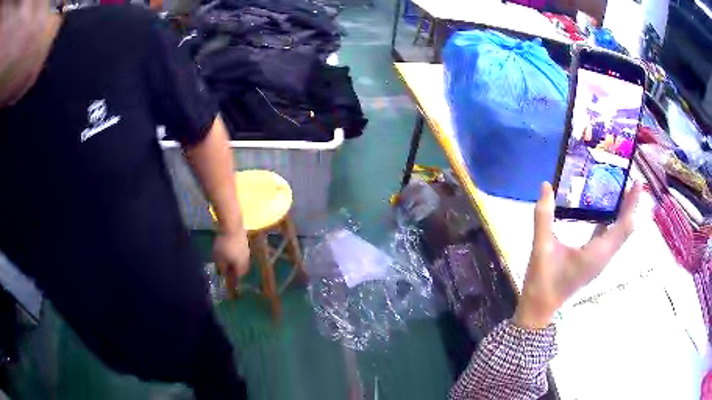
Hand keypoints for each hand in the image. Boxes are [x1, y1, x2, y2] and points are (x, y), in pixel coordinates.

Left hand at [213, 231, 249, 291]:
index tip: (228, 277)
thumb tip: (221, 271)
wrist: (232, 226)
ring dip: (236, 259)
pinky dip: (236, 251)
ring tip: (229, 256)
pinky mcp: (245, 240)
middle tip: (228, 267)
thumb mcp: (218, 257)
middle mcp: (246, 259)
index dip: (233, 277)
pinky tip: (230, 247)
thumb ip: (220, 266)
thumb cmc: (224, 244)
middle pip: (242, 267)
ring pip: (242, 258)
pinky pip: (241, 250)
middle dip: (236, 268)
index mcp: (240, 265)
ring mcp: (247, 249)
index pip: (239, 275)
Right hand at [513, 181, 642, 329]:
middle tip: (629, 181)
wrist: (540, 307)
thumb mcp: (542, 247)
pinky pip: (610, 240)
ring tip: (621, 193)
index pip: (623, 226)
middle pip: (625, 229)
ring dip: (623, 214)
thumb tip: (546, 185)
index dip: (631, 204)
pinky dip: (612, 223)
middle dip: (630, 205)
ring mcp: (600, 261)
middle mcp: (604, 257)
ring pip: (619, 235)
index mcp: (597, 253)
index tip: (637, 183)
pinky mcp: (594, 262)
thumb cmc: (543, 281)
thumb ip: (543, 216)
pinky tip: (604, 213)